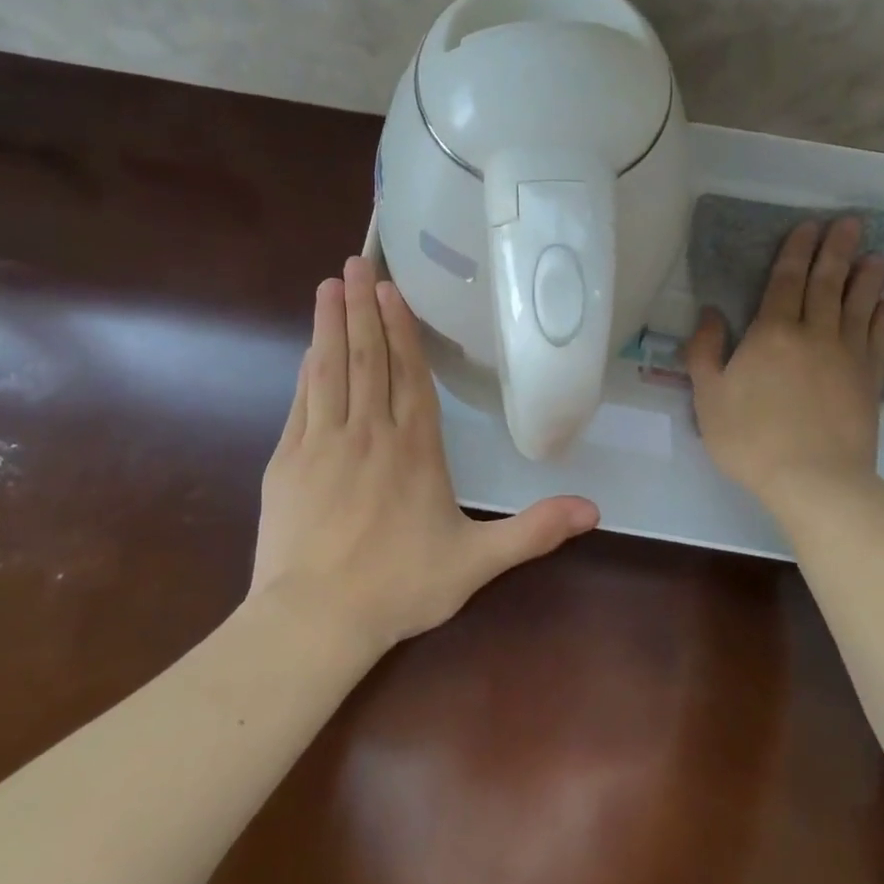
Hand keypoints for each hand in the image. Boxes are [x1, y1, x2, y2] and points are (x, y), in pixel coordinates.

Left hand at [251, 256, 599, 654]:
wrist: (316, 619)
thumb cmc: (400, 586)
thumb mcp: (477, 562)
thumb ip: (533, 531)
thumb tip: (594, 509)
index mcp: (415, 449)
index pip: (410, 375)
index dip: (402, 330)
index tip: (392, 291)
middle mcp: (369, 433)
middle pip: (368, 358)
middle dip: (363, 308)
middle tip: (356, 264)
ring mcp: (324, 443)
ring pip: (331, 370)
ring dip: (332, 325)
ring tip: (331, 285)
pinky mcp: (289, 460)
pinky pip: (303, 402)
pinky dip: (308, 370)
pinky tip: (310, 348)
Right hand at [686, 217, 883, 507]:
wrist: (813, 480)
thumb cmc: (751, 438)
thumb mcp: (708, 397)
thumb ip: (705, 352)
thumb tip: (711, 314)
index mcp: (772, 333)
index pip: (786, 281)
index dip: (796, 251)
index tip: (809, 226)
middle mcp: (814, 334)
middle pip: (827, 284)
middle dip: (837, 251)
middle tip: (851, 224)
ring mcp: (848, 357)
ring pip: (860, 306)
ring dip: (868, 279)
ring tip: (878, 256)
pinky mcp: (870, 381)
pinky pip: (882, 342)